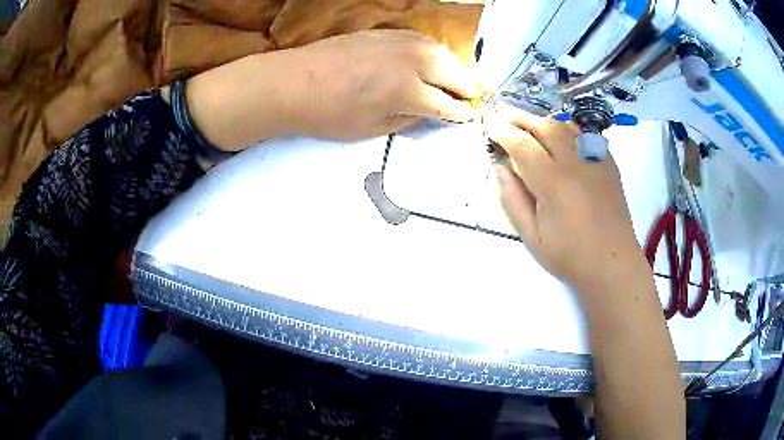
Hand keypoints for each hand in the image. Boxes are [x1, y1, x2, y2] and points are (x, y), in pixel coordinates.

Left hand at [183, 30, 478, 150]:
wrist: (294, 82)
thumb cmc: (329, 114)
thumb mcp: (372, 128)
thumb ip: (408, 120)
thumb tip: (429, 114)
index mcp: (410, 91)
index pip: (450, 104)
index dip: (462, 114)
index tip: (469, 118)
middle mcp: (413, 61)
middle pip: (455, 73)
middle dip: (467, 89)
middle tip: (470, 100)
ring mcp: (400, 42)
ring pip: (443, 53)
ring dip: (454, 68)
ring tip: (456, 82)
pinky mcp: (387, 32)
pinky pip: (422, 41)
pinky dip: (434, 53)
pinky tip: (431, 62)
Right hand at [488, 108, 646, 289]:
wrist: (612, 263)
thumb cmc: (570, 255)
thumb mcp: (532, 237)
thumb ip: (513, 200)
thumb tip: (501, 169)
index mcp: (553, 182)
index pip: (522, 145)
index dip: (503, 134)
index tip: (492, 131)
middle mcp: (574, 163)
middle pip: (545, 127)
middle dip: (522, 118)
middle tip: (506, 118)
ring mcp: (595, 160)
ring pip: (566, 126)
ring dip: (545, 121)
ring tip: (532, 125)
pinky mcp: (608, 164)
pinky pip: (587, 136)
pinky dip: (570, 129)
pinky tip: (563, 136)